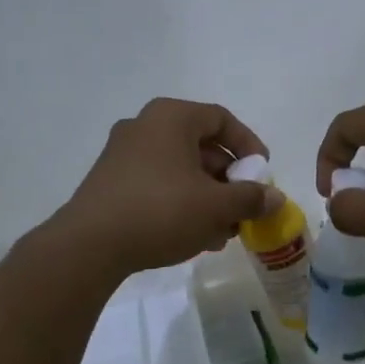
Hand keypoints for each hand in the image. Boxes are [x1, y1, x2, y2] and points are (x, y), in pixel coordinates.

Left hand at [55, 98, 280, 275]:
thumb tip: (275, 198)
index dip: (248, 145)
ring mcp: (122, 154)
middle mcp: (145, 126)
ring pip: (179, 170)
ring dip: (207, 197)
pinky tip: (194, 237)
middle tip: (244, 208)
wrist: (89, 245)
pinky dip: (181, 203)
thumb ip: (250, 198)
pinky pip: (157, 184)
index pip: (221, 119)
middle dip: (228, 180)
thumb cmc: (161, 211)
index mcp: (171, 117)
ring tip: (223, 232)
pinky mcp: (110, 182)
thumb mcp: (216, 206)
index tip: (262, 173)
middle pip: (200, 146)